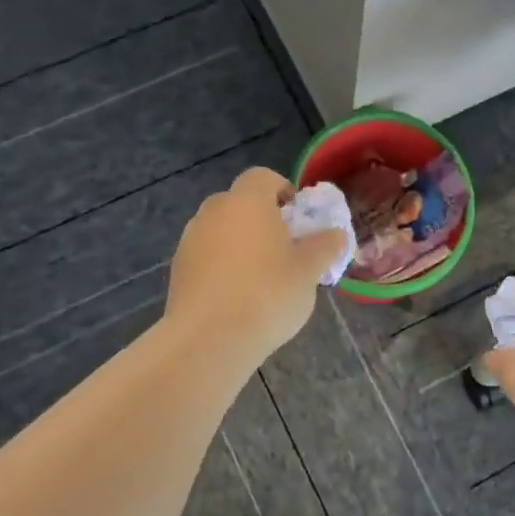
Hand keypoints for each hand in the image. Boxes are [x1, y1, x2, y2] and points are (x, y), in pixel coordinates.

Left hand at [166, 167, 349, 363]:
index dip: (283, 190)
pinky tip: (236, 297)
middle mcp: (214, 211)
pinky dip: (222, 266)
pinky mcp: (178, 269)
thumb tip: (336, 234)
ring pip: (221, 230)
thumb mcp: (309, 271)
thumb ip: (325, 246)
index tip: (298, 218)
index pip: (263, 177)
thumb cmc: (268, 293)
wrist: (209, 338)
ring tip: (260, 278)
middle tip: (283, 249)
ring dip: (240, 244)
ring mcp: (190, 240)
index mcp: (247, 201)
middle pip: (240, 203)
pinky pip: (206, 256)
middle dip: (261, 219)